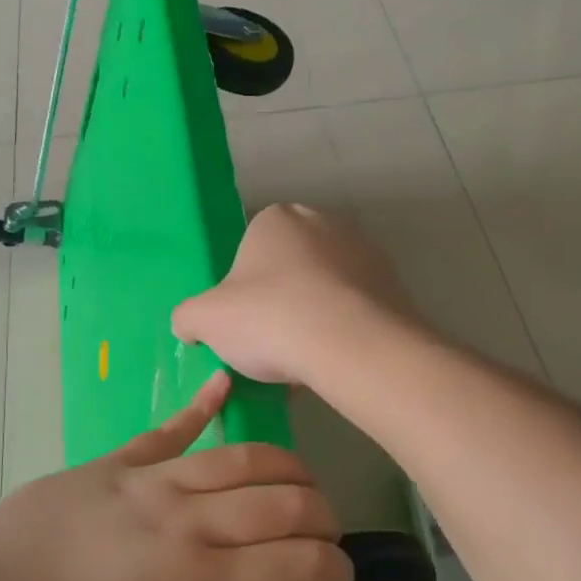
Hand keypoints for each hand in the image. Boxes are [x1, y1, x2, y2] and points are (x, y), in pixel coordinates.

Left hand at [0, 372, 351, 580]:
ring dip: (282, 467)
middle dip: (319, 513)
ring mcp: (151, 483)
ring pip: (238, 460)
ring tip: (300, 480)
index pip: (297, 564)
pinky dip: (202, 405)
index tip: (339, 579)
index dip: (333, 567)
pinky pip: (169, 430)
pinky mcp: (117, 462)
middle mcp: (189, 525)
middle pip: (281, 502)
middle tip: (324, 530)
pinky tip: (226, 384)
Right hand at [172, 203, 417, 386]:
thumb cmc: (269, 318)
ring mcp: (364, 250)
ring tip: (302, 362)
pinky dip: (342, 330)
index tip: (243, 324)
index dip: (241, 291)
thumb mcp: (204, 320)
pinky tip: (332, 362)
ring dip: (312, 317)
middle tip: (270, 343)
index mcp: (276, 218)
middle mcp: (322, 221)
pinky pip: (355, 308)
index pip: (248, 251)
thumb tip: (189, 327)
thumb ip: (187, 318)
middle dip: (279, 302)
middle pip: (288, 268)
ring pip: (323, 289)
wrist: (353, 346)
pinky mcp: (393, 283)